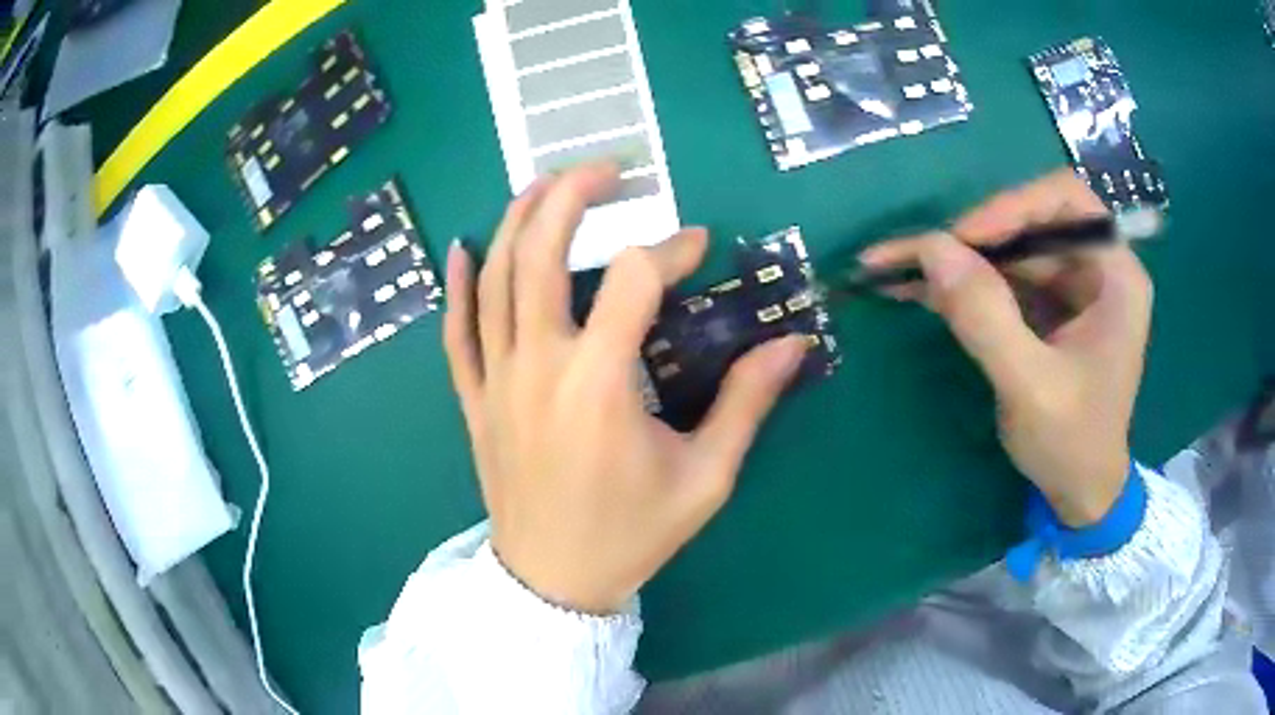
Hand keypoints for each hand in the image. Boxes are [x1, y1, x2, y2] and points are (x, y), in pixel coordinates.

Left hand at [443, 163, 807, 612]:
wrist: (554, 582)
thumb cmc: (632, 535)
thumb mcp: (705, 478)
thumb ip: (747, 403)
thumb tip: (793, 342)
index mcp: (599, 385)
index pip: (636, 280)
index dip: (672, 250)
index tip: (700, 247)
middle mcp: (539, 366)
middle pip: (542, 255)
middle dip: (572, 197)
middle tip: (606, 169)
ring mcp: (496, 381)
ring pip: (494, 280)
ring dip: (518, 222)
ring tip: (544, 184)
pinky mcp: (474, 400)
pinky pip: (455, 332)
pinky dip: (456, 286)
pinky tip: (463, 247)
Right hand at [859, 170, 1152, 526]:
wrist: (1079, 493)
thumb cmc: (1072, 445)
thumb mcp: (1031, 388)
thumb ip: (987, 318)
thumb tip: (931, 249)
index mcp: (1116, 275)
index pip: (1067, 201)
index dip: (1015, 205)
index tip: (965, 237)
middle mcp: (1095, 267)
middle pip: (1030, 221)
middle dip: (973, 236)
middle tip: (917, 256)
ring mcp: (1069, 287)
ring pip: (1008, 248)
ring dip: (956, 258)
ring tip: (895, 267)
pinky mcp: (1045, 308)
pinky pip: (1000, 278)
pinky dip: (960, 282)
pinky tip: (915, 288)